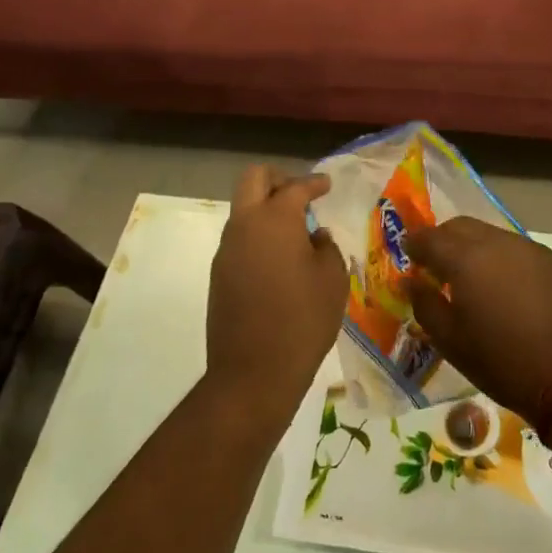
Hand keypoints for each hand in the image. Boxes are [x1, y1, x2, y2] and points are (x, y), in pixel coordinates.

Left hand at [205, 166, 348, 426]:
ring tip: (295, 233)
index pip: (296, 187)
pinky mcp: (219, 274)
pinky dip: (259, 236)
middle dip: (278, 179)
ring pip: (243, 210)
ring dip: (266, 209)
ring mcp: (227, 250)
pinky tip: (279, 260)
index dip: (314, 182)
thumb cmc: (303, 320)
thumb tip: (314, 237)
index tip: (326, 185)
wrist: (254, 373)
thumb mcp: (332, 279)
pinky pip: (240, 239)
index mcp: (275, 219)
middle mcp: (245, 225)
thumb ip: (325, 248)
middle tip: (300, 195)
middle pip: (254, 179)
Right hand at [405, 217, 551, 422]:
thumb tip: (411, 281)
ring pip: (489, 234)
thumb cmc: (502, 362)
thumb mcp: (452, 342)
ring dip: (472, 247)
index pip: (429, 238)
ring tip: (469, 278)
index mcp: (466, 259)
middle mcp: (497, 242)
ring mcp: (528, 248)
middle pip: (460, 226)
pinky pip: (514, 248)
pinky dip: (498, 257)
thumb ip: (425, 305)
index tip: (408, 256)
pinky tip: (502, 286)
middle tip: (435, 265)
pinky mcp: (551, 261)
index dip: (414, 244)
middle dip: (442, 239)